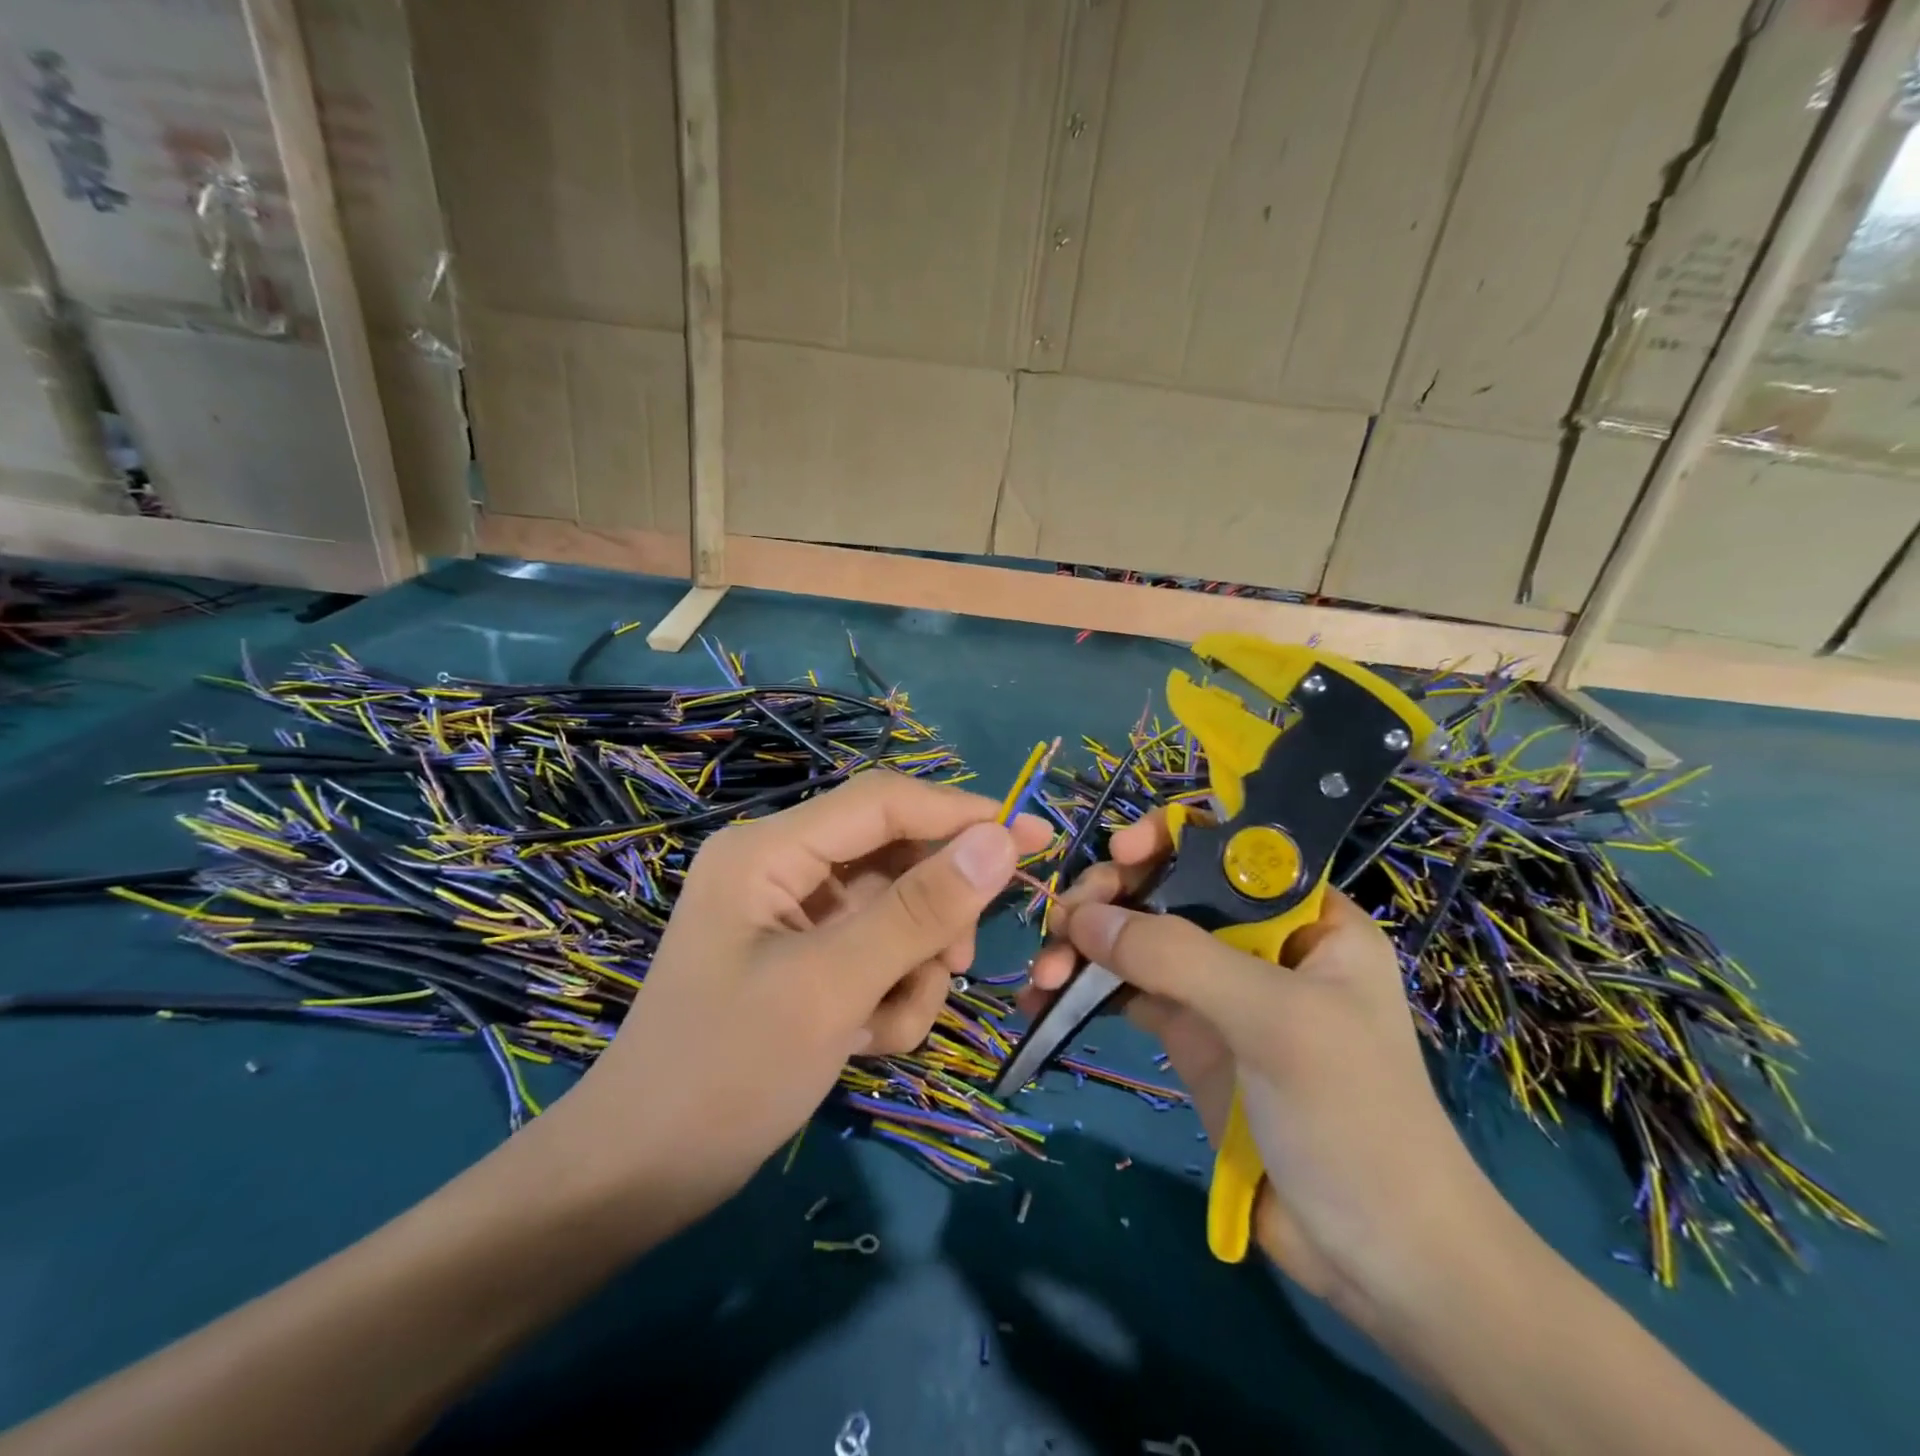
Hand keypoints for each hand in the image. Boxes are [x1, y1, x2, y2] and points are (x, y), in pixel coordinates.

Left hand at [548, 770, 1051, 1214]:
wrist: (641, 1176)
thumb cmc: (726, 1073)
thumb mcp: (833, 988)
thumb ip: (919, 910)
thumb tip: (1001, 840)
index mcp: (770, 850)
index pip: (884, 802)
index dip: (960, 813)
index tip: (1032, 837)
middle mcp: (782, 867)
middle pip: (893, 857)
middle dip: (933, 914)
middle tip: (962, 962)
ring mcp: (793, 914)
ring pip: (894, 911)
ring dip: (913, 966)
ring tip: (893, 1023)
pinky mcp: (804, 956)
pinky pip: (875, 951)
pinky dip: (889, 992)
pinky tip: (869, 1041)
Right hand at [1027, 812, 1495, 1321]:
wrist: (1376, 1259)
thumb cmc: (1353, 1119)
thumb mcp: (1275, 1021)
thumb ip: (1179, 957)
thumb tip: (1083, 917)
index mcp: (1304, 915)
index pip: (1230, 846)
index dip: (1171, 837)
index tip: (1121, 854)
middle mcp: (1256, 938)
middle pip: (1168, 886)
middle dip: (1110, 897)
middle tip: (1064, 924)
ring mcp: (1216, 986)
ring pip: (1136, 937)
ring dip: (1084, 945)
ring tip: (1044, 976)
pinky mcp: (1185, 1032)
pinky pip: (1123, 990)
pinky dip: (1082, 989)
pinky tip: (1042, 1001)